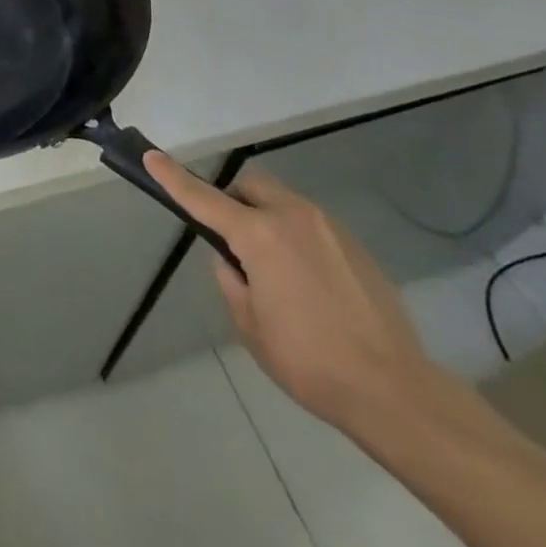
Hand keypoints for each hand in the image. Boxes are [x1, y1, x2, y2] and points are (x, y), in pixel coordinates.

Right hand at [145, 152, 439, 433]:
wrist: (394, 390)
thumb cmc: (309, 361)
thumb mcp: (250, 325)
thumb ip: (231, 282)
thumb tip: (232, 262)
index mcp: (259, 235)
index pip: (203, 198)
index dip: (173, 178)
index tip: (151, 156)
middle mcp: (293, 217)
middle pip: (250, 186)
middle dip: (234, 202)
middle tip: (233, 242)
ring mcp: (328, 227)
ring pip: (283, 202)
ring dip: (266, 220)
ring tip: (275, 273)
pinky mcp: (355, 245)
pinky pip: (311, 226)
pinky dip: (296, 239)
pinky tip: (309, 286)